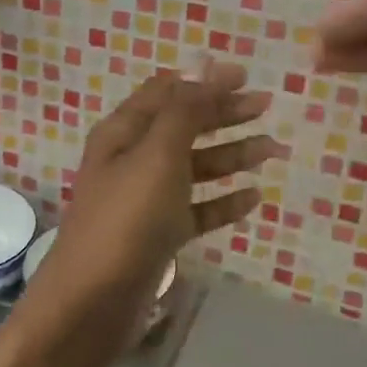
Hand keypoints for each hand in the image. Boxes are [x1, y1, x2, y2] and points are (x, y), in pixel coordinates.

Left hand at [15, 62, 285, 366]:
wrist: (94, 300)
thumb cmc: (126, 219)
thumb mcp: (156, 155)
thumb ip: (183, 111)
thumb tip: (203, 66)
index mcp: (123, 133)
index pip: (166, 93)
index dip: (204, 81)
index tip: (246, 75)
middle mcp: (132, 160)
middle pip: (183, 126)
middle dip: (223, 113)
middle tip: (267, 106)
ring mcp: (145, 199)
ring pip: (193, 167)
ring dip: (231, 155)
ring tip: (273, 148)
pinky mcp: (158, 234)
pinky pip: (196, 209)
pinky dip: (223, 201)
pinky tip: (254, 197)